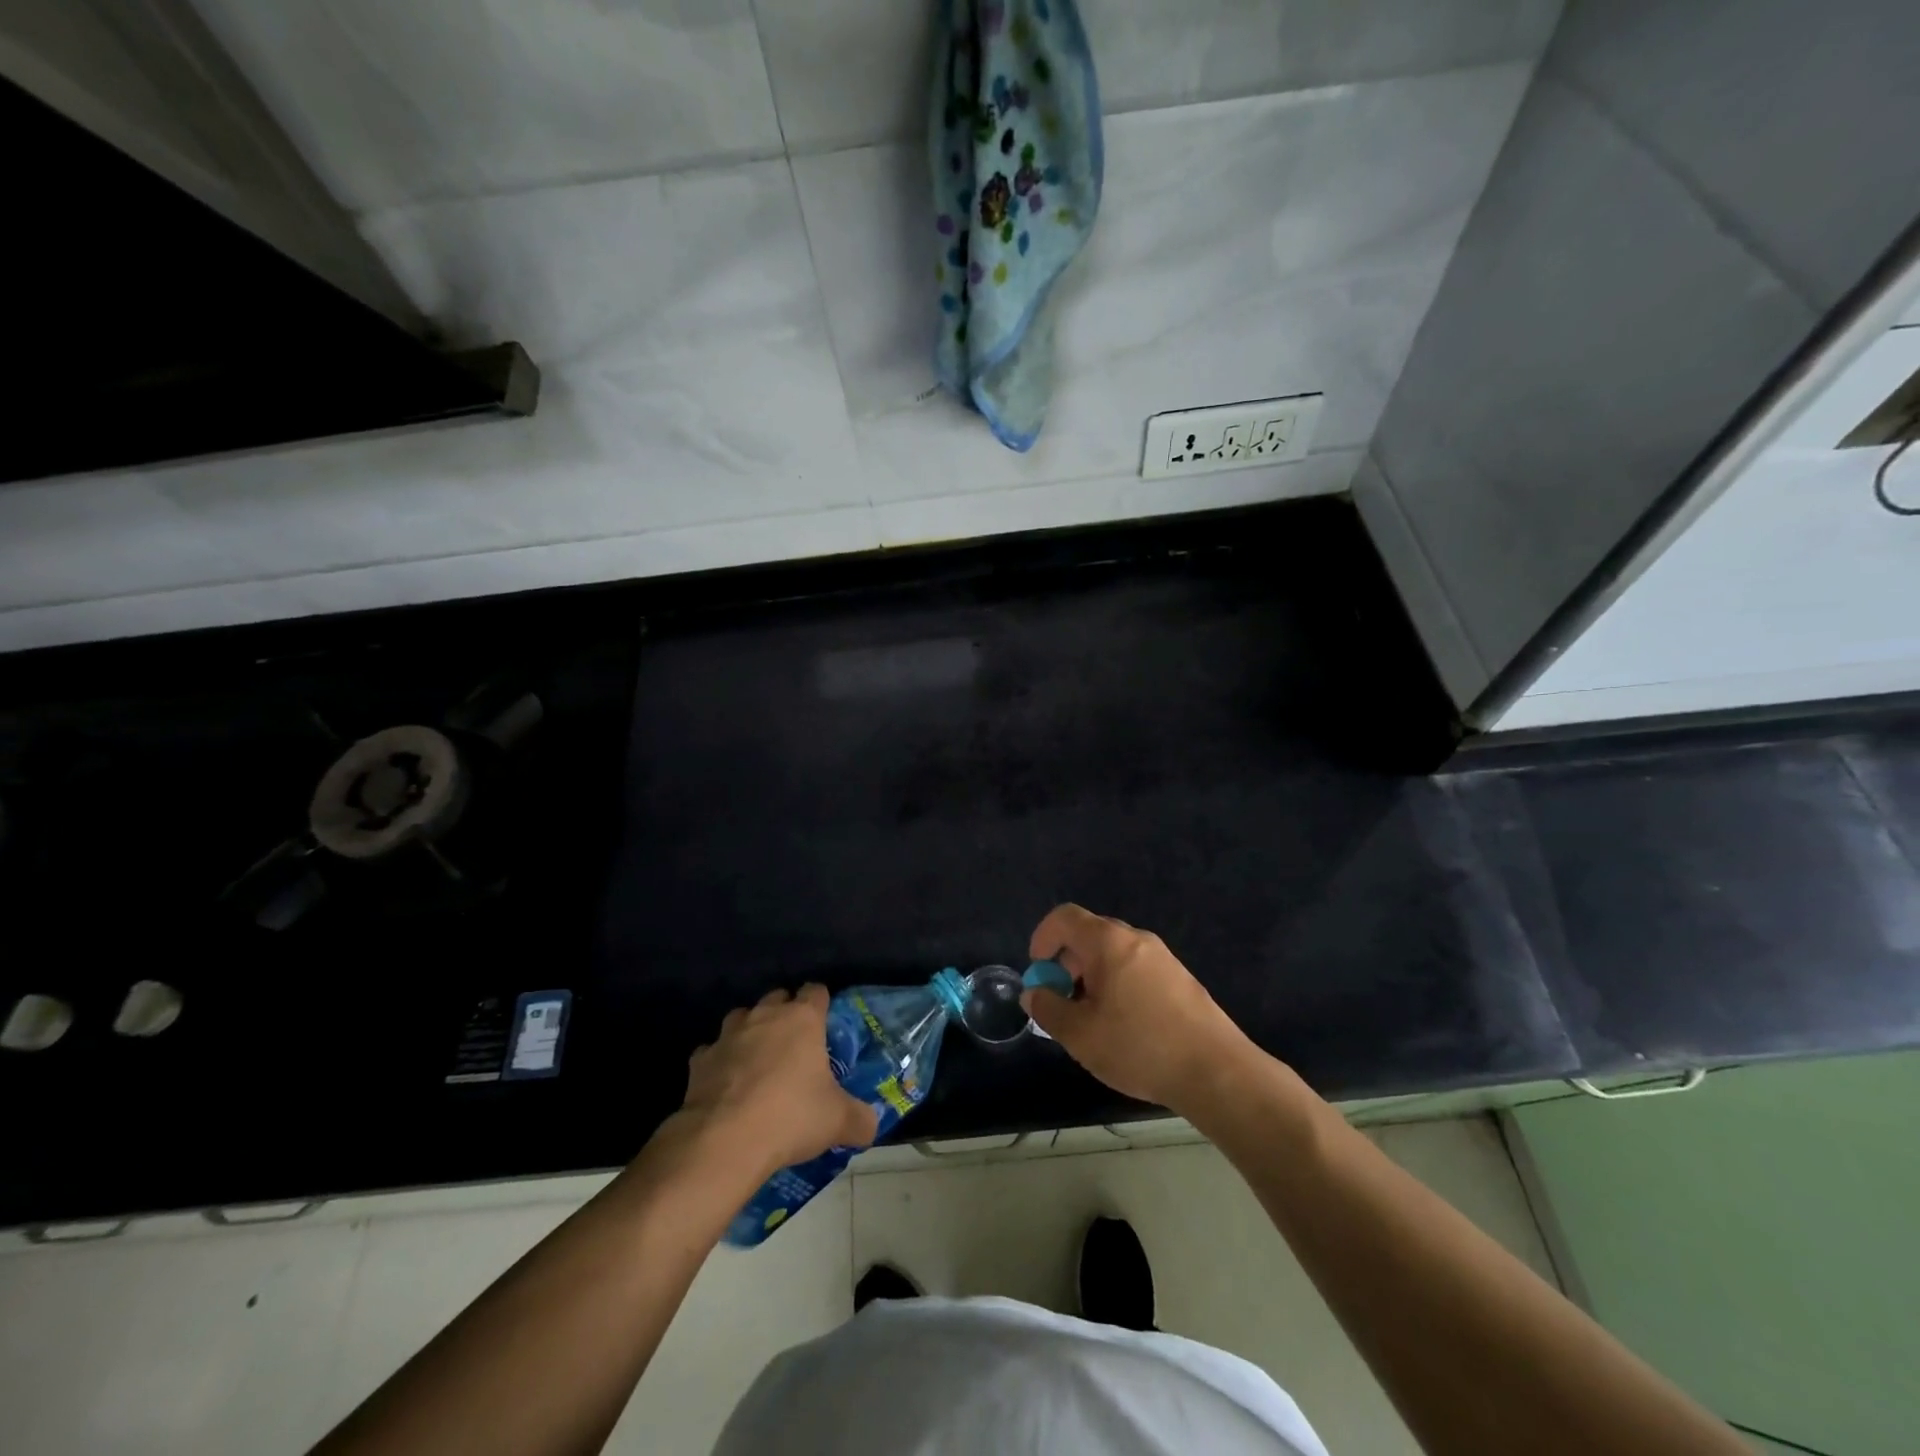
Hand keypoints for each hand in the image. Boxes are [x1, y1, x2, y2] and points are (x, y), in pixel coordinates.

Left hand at [680, 986, 878, 1176]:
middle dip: (785, 1015)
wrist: (724, 1141)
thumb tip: (870, 1126)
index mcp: (802, 1019)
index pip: (816, 991)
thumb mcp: (838, 1121)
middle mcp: (765, 1016)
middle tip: (795, 1047)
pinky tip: (726, 1086)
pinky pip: (712, 1052)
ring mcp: (728, 1035)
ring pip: (741, 1018)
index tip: (825, 1026)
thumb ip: (860, 1119)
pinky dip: (720, 1062)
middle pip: (777, 997)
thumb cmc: (790, 1117)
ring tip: (758, 1062)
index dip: (821, 1004)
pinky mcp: (700, 1060)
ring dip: (750, 1033)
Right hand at [1023, 904, 1255, 1113]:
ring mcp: (1162, 957)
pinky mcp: (1180, 978)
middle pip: (1090, 935)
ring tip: (1091, 1020)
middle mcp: (1136, 939)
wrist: (1216, 1071)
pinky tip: (1124, 1027)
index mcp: (1108, 942)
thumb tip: (1034, 993)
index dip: (1043, 937)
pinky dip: (1118, 985)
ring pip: (1114, 954)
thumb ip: (1048, 1009)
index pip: (1064, 917)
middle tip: (1062, 1002)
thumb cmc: (1139, 1047)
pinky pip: (1136, 969)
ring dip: (1092, 977)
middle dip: (1067, 963)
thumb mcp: (1080, 1035)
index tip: (1038, 971)